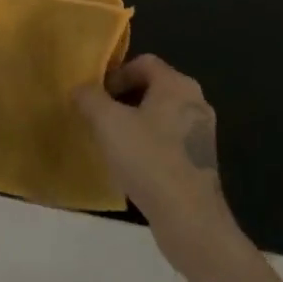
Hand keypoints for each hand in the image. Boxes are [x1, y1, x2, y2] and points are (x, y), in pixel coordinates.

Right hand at [75, 56, 243, 274]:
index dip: (115, 74)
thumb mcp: (107, 123)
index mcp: (177, 84)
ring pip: (160, 114)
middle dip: (122, 98)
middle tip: (99, 117)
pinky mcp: (201, 160)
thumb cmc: (148, 159)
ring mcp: (201, 132)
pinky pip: (169, 139)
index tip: (96, 97)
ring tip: (111, 141)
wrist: (189, 218)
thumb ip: (89, 98)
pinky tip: (132, 164)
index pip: (143, 62)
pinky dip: (149, 143)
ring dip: (134, 122)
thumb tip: (81, 89)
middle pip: (152, 87)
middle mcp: (195, 101)